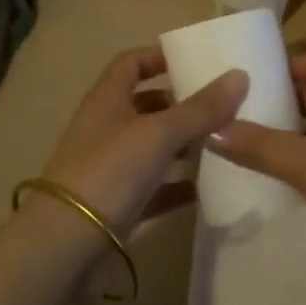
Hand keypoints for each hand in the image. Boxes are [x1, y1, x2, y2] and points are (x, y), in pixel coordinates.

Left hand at [41, 47, 247, 236]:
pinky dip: (177, 186)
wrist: (64, 247)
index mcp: (107, 100)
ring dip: (182, 145)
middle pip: (145, 105)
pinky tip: (206, 189)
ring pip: (151, 147)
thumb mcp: (159, 134)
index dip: (159, 57)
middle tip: (220, 106)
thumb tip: (240, 75)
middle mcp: (105, 128)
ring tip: (221, 144)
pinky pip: (153, 188)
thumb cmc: (109, 172)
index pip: (131, 63)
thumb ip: (201, 108)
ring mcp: (109, 169)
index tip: (196, 61)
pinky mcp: (117, 205)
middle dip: (180, 104)